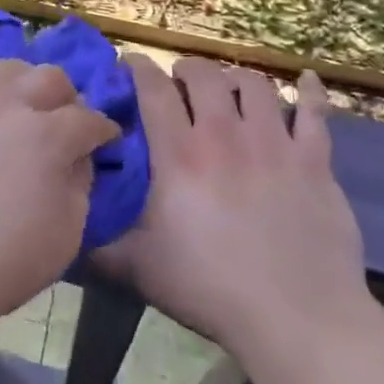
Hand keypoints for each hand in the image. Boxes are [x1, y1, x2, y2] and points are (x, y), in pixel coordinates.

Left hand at [0, 60, 119, 345]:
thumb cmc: (2, 261)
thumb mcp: (66, 234)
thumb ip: (79, 185)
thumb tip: (76, 158)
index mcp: (45, 135)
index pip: (88, 118)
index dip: (104, 129)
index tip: (107, 139)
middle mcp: (6, 106)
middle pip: (49, 77)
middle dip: (67, 98)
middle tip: (66, 123)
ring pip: (5, 70)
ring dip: (25, 85)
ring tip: (24, 112)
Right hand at [97, 56, 371, 382]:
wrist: (297, 319)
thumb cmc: (210, 289)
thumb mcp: (138, 268)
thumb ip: (98, 245)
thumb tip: (66, 231)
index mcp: (179, 154)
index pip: (154, 89)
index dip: (139, 68)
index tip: (130, 64)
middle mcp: (225, 135)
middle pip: (205, 75)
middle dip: (188, 69)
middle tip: (180, 82)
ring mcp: (275, 144)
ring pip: (255, 84)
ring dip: (236, 78)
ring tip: (230, 89)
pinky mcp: (315, 162)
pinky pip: (317, 113)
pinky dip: (312, 91)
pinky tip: (308, 79)